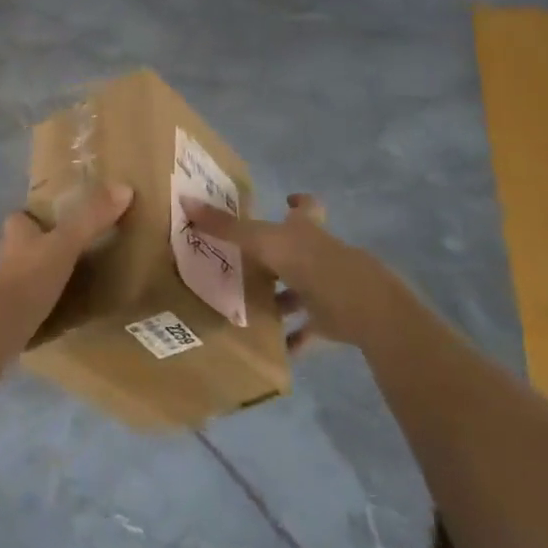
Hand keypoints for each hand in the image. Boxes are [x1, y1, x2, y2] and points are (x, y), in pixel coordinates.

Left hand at [0, 181, 133, 315]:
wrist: (0, 328)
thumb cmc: (30, 276)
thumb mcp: (66, 243)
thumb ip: (91, 218)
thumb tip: (124, 188)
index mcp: (16, 232)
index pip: (23, 216)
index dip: (38, 216)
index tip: (61, 218)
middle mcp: (6, 254)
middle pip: (26, 243)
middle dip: (44, 245)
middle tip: (75, 248)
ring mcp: (5, 285)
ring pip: (28, 270)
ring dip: (44, 272)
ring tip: (75, 277)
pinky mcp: (10, 312)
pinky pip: (30, 298)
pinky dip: (44, 298)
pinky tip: (63, 305)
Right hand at [186, 194, 407, 349]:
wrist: (361, 308)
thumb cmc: (311, 264)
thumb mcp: (262, 242)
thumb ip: (226, 227)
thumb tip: (186, 202)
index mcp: (306, 231)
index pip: (305, 209)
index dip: (298, 203)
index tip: (286, 199)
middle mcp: (320, 254)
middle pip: (299, 251)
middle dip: (277, 258)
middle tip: (247, 264)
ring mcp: (330, 288)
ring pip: (302, 291)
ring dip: (282, 299)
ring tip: (249, 308)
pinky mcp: (334, 321)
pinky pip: (309, 330)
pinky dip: (293, 339)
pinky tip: (272, 348)